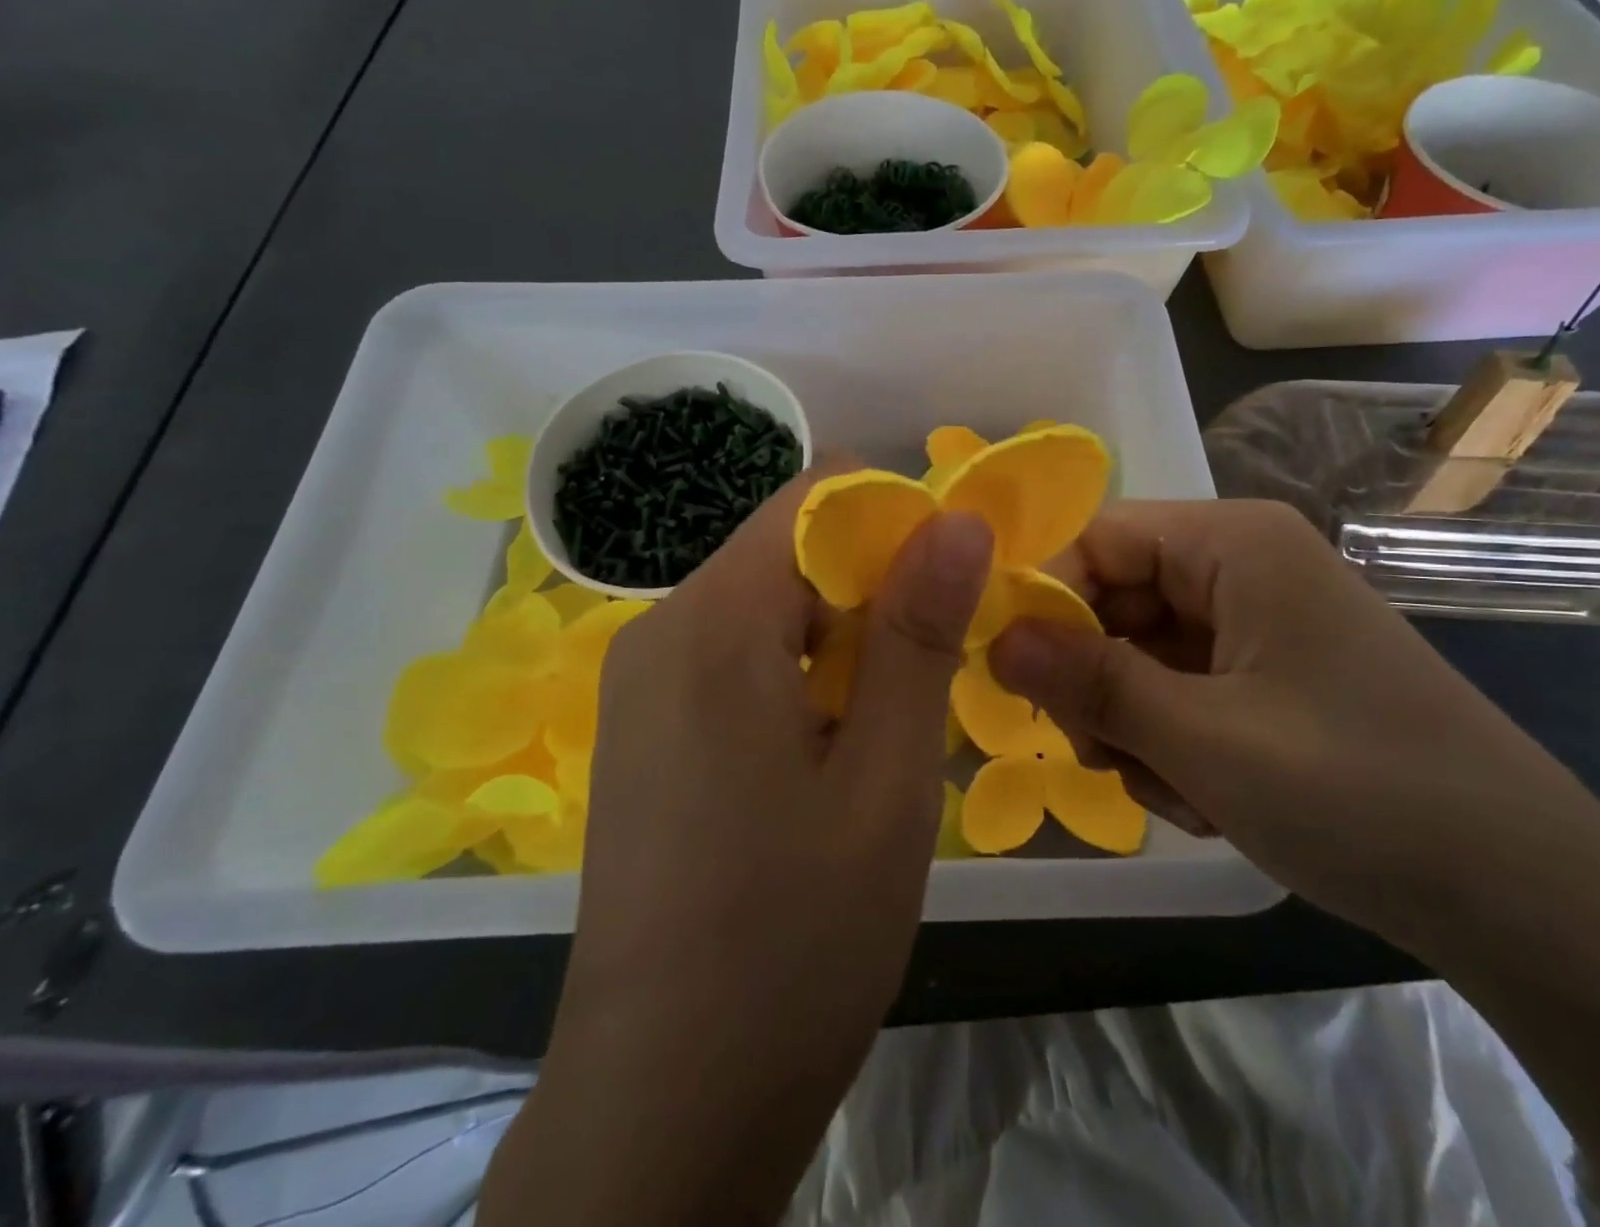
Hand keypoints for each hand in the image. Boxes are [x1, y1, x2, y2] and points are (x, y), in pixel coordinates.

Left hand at [487, 471, 991, 1225]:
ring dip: (840, 635)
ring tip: (887, 722)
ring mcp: (641, 680)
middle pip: (786, 548)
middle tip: (933, 668)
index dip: (894, 519)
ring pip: (766, 602)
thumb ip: (918, 633)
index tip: (952, 582)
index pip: (811, 496)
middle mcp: (660, 627)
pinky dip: (798, 670)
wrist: (664, 1103)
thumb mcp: (886, 778)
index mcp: (713, 622)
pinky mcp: (643, 727)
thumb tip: (958, 518)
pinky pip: (734, 653)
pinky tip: (829, 750)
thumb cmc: (794, 940)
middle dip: (871, 584)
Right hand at [994, 499, 1599, 949]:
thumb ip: (1088, 681)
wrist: (1527, 897)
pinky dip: (1176, 741)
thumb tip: (992, 638)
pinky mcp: (1272, 672)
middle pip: (1116, 598)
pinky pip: (1183, 686)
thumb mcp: (1202, 740)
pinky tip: (1209, 797)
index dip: (1046, 599)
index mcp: (1233, 542)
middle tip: (1100, 755)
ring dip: (1136, 723)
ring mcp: (1259, 620)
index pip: (1097, 538)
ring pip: (1142, 652)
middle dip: (1097, 679)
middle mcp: (1244, 564)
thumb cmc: (1359, 793)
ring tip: (1179, 790)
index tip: (1013, 677)